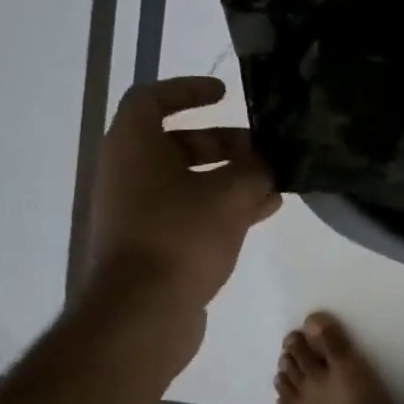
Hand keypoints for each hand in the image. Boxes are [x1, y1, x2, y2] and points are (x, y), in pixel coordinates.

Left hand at [85, 76, 281, 314]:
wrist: (141, 314)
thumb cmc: (180, 236)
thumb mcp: (230, 194)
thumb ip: (255, 170)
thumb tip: (268, 164)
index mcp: (133, 147)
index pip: (153, 99)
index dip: (188, 90)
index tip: (225, 94)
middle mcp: (129, 174)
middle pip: (178, 142)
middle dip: (225, 142)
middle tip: (263, 149)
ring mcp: (138, 212)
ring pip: (189, 180)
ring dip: (231, 177)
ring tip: (275, 183)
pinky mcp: (152, 244)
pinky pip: (190, 212)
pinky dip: (223, 206)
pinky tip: (264, 212)